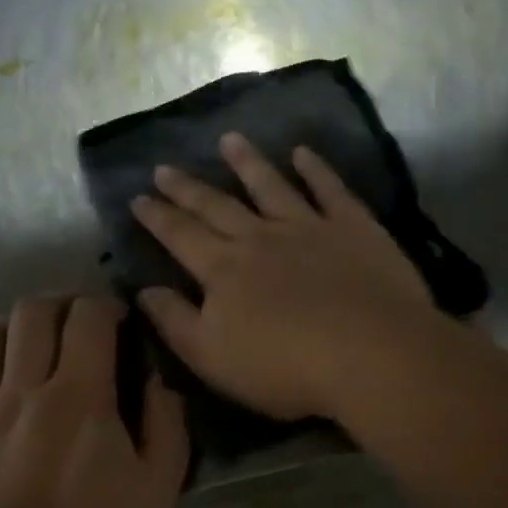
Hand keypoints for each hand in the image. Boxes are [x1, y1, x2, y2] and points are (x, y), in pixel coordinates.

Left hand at [0, 296, 186, 507]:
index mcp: (79, 396)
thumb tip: (158, 380)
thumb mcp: (158, 491)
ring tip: (28, 349)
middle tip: (76, 327)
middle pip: (31, 314)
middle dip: (59, 306)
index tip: (118, 321)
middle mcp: (21, 390)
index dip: (105, 306)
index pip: (87, 317)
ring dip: (11, 330)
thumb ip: (168, 425)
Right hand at [130, 133, 439, 421]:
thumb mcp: (212, 358)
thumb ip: (175, 321)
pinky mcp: (353, 227)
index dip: (157, 217)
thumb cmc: (285, 368)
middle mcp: (260, 238)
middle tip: (164, 167)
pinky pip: (329, 189)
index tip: (138, 197)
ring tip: (229, 139)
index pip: (181, 236)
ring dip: (247, 162)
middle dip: (187, 187)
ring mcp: (309, 227)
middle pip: (217, 206)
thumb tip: (143, 290)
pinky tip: (303, 152)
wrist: (370, 354)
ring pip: (270, 186)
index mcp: (223, 270)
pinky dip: (315, 168)